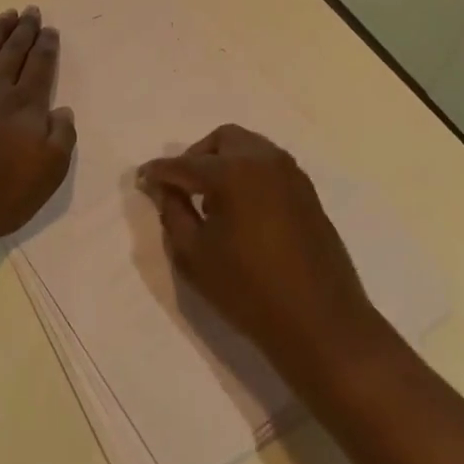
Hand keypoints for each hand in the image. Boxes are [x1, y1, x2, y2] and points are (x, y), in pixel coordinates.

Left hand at [0, 7, 75, 245]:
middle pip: (13, 51)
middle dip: (25, 30)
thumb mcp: (48, 175)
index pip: (40, 66)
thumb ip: (62, 138)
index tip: (49, 29)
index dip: (47, 46)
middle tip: (31, 10)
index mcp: (25, 105)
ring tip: (7, 14)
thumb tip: (63, 110)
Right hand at [138, 125, 380, 372]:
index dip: (159, 172)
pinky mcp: (307, 191)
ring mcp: (290, 173)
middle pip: (221, 140)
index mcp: (233, 171)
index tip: (142, 179)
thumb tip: (164, 188)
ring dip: (224, 162)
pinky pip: (268, 166)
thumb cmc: (249, 291)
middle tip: (182, 187)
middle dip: (196, 157)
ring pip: (248, 147)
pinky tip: (241, 209)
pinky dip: (248, 173)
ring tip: (212, 199)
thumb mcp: (195, 256)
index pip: (185, 164)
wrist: (321, 323)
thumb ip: (173, 213)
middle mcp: (263, 159)